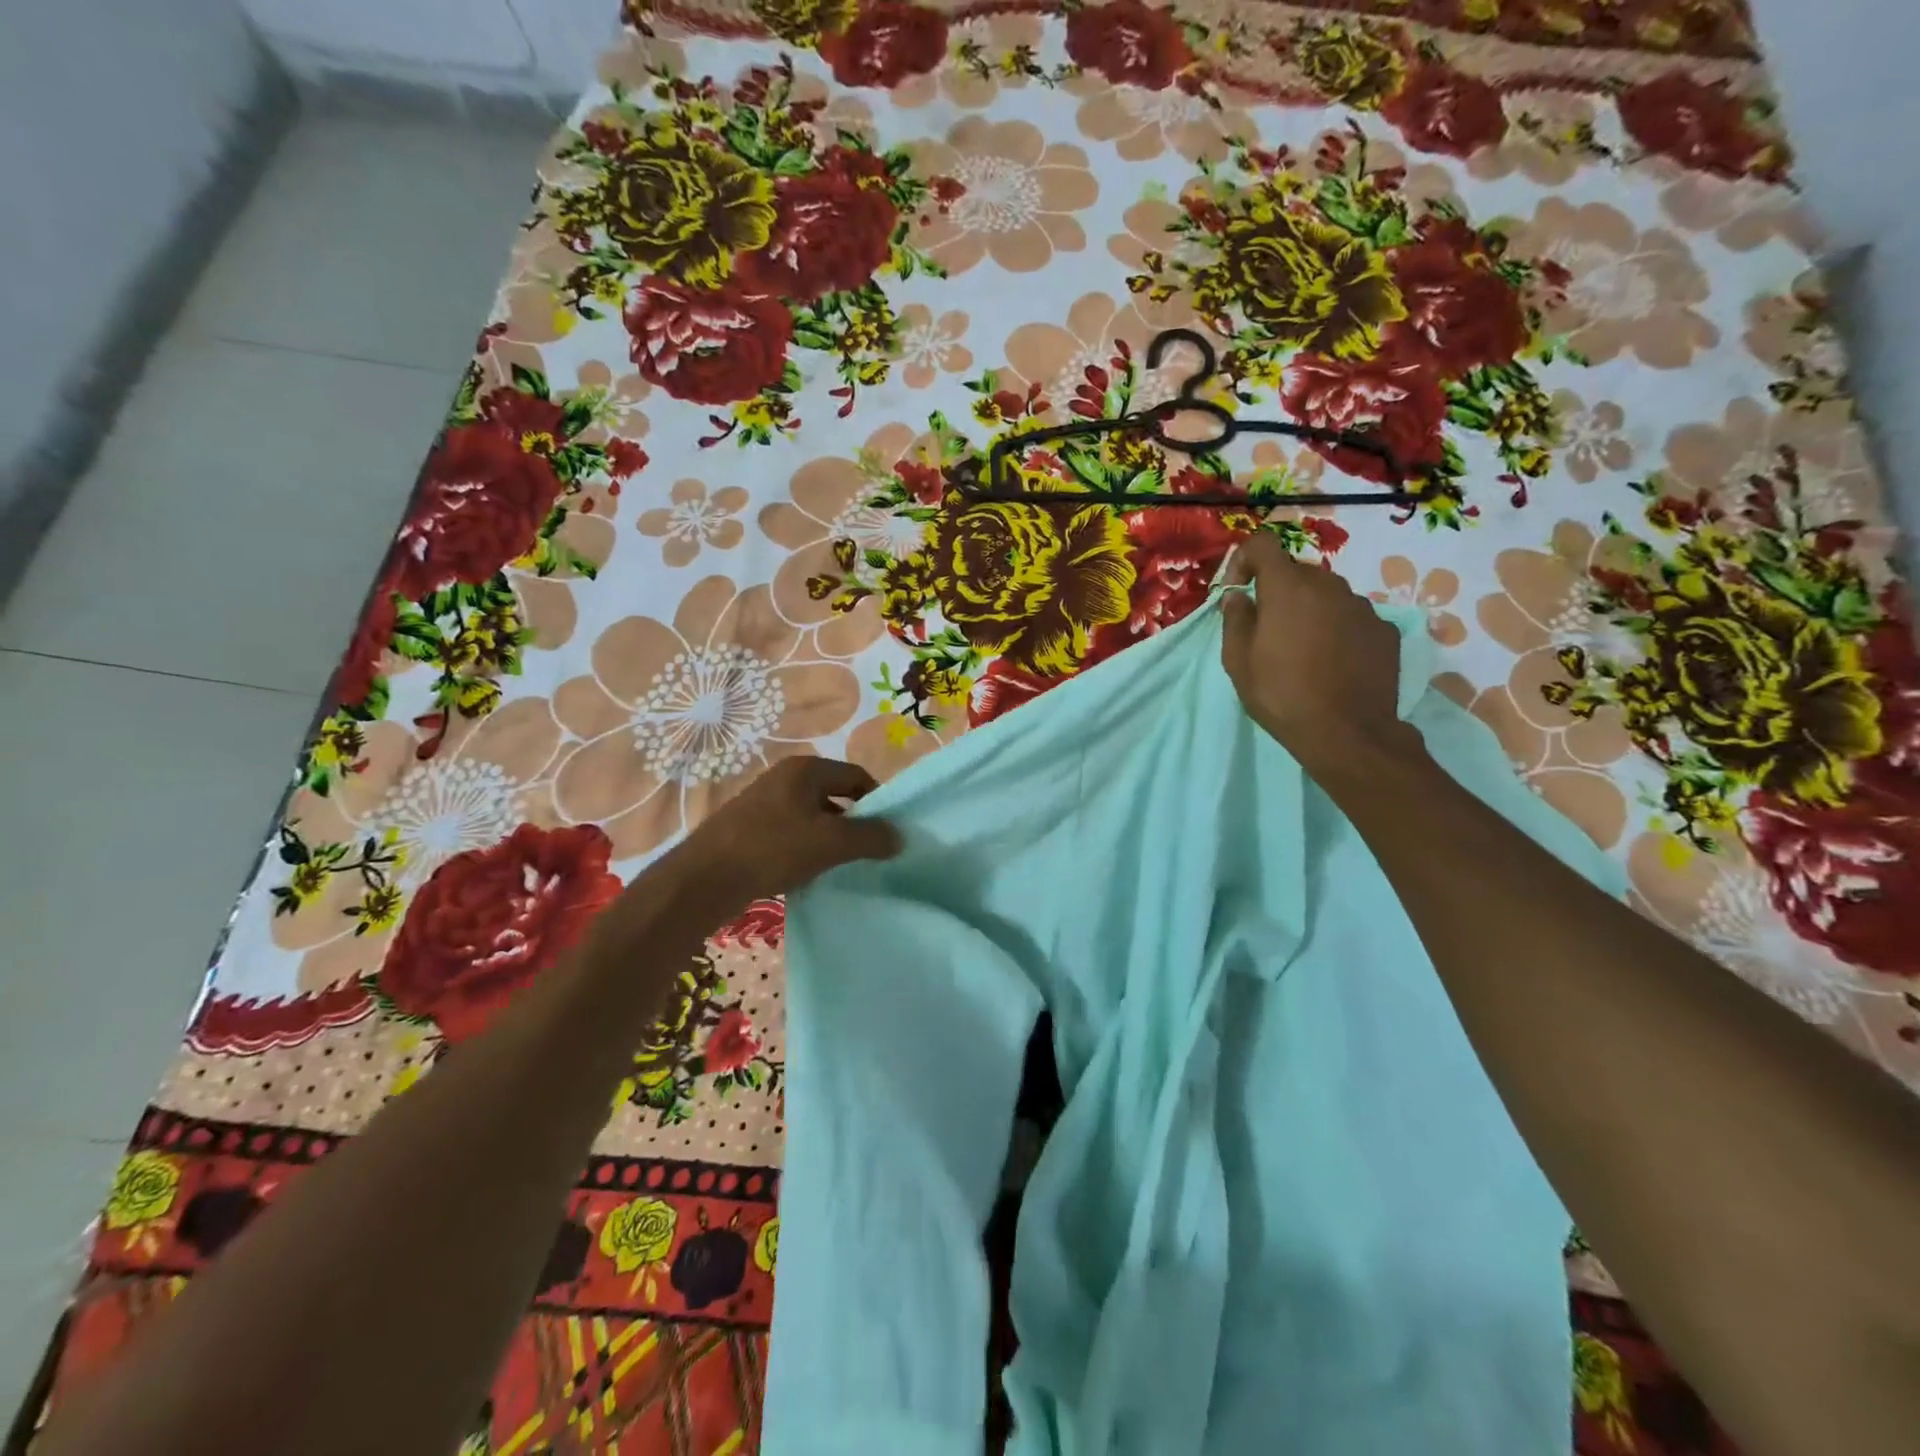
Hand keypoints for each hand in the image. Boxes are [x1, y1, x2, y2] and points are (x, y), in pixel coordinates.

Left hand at [666, 756, 902, 910]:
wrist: (703, 880)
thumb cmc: (772, 850)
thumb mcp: (831, 843)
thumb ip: (871, 837)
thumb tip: (899, 837)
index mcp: (805, 769)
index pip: (857, 776)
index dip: (878, 802)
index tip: (887, 833)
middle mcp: (784, 777)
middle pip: (835, 796)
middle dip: (854, 823)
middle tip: (866, 852)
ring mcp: (764, 802)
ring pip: (813, 817)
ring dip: (829, 840)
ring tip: (839, 867)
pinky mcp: (749, 827)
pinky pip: (791, 833)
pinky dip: (805, 850)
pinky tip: (807, 874)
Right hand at [1220, 533, 1420, 777]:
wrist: (1347, 733)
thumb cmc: (1281, 696)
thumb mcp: (1238, 663)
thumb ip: (1235, 620)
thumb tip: (1238, 597)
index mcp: (1288, 589)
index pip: (1263, 544)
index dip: (1244, 560)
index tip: (1238, 591)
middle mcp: (1329, 586)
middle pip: (1297, 571)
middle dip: (1278, 590)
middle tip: (1268, 629)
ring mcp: (1362, 607)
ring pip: (1327, 594)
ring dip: (1310, 610)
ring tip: (1303, 649)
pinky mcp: (1385, 630)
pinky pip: (1352, 617)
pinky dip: (1337, 629)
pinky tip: (1333, 662)